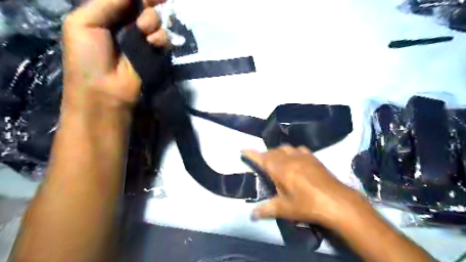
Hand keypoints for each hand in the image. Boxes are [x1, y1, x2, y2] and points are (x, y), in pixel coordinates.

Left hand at [61, 0, 170, 110]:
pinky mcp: (156, 54)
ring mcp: (143, 40)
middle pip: (145, 6)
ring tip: (144, 32)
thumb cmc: (88, 56)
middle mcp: (128, 25)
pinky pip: (165, 39)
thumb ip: (107, 2)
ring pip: (157, 21)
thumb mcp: (84, 22)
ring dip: (153, 22)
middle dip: (148, 4)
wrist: (105, 90)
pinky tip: (152, 43)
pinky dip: (161, 38)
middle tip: (146, 12)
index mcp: (108, 15)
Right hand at [243, 145, 361, 226]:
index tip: (243, 148)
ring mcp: (302, 156)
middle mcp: (289, 158)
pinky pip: (298, 149)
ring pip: (284, 148)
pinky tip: (295, 158)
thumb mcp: (284, 209)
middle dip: (264, 155)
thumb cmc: (307, 205)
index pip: (261, 158)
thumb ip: (266, 210)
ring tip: (276, 160)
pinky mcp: (313, 157)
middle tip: (261, 162)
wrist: (336, 201)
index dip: (251, 153)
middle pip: (272, 152)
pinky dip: (292, 151)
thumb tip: (251, 216)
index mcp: (279, 169)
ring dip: (277, 152)